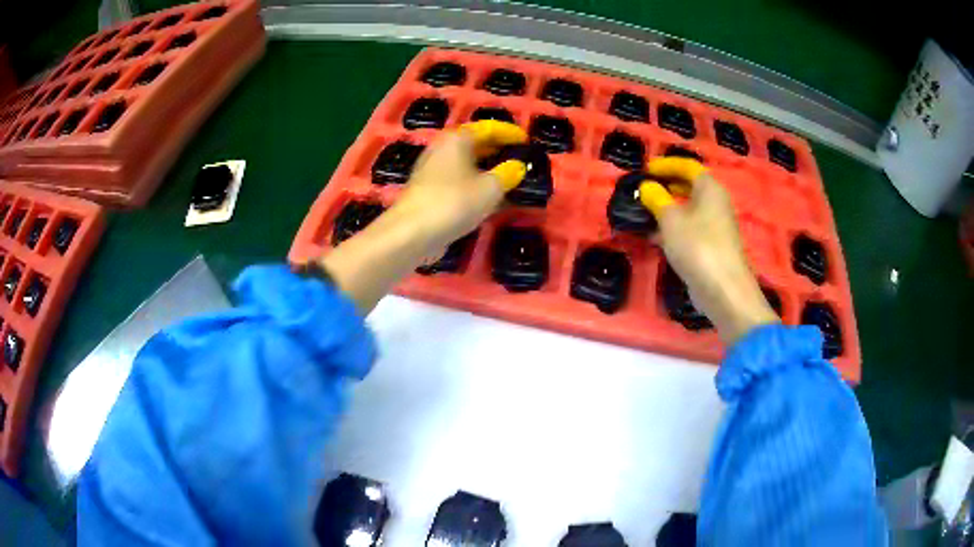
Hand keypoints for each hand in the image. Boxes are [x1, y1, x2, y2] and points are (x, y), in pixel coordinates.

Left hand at [391, 120, 527, 255]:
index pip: (488, 128)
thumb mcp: (490, 189)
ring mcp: (431, 170)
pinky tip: (485, 196)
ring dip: (486, 167)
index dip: (509, 132)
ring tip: (506, 177)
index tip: (526, 139)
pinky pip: (457, 179)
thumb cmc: (453, 203)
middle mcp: (442, 149)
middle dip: (497, 149)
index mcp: (457, 139)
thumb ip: (507, 174)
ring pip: (465, 162)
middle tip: (518, 157)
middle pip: (474, 143)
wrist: (411, 233)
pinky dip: (474, 182)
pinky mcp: (427, 190)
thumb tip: (517, 166)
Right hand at [640, 158, 777, 343]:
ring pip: (690, 210)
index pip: (688, 166)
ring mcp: (716, 226)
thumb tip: (647, 188)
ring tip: (645, 213)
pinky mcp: (713, 247)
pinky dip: (674, 228)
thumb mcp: (670, 220)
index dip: (666, 165)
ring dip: (668, 209)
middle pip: (690, 187)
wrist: (723, 290)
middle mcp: (716, 203)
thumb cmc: (698, 246)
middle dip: (666, 186)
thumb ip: (656, 199)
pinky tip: (656, 237)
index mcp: (709, 188)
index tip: (646, 170)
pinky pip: (691, 229)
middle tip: (644, 190)